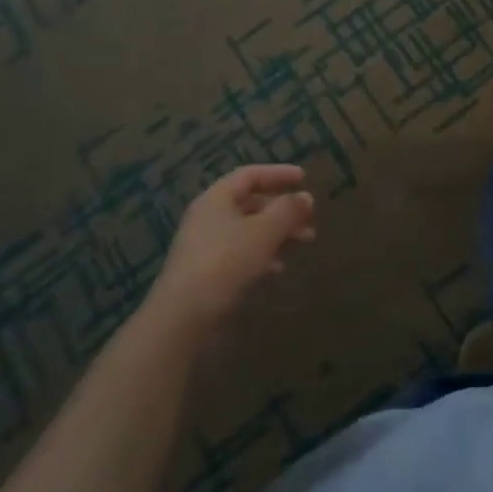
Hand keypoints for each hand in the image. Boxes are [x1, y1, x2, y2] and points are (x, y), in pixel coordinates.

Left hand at [148, 164, 316, 336]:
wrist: (183, 317)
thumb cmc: (226, 262)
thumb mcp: (264, 231)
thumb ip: (288, 210)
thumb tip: (306, 197)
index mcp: (217, 198)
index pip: (250, 175)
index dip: (278, 174)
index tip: (304, 178)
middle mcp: (208, 217)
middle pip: (251, 204)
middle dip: (283, 210)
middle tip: (310, 219)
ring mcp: (205, 246)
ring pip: (249, 230)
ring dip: (277, 233)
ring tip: (304, 242)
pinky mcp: (207, 273)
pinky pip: (240, 254)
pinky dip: (262, 255)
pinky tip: (278, 268)